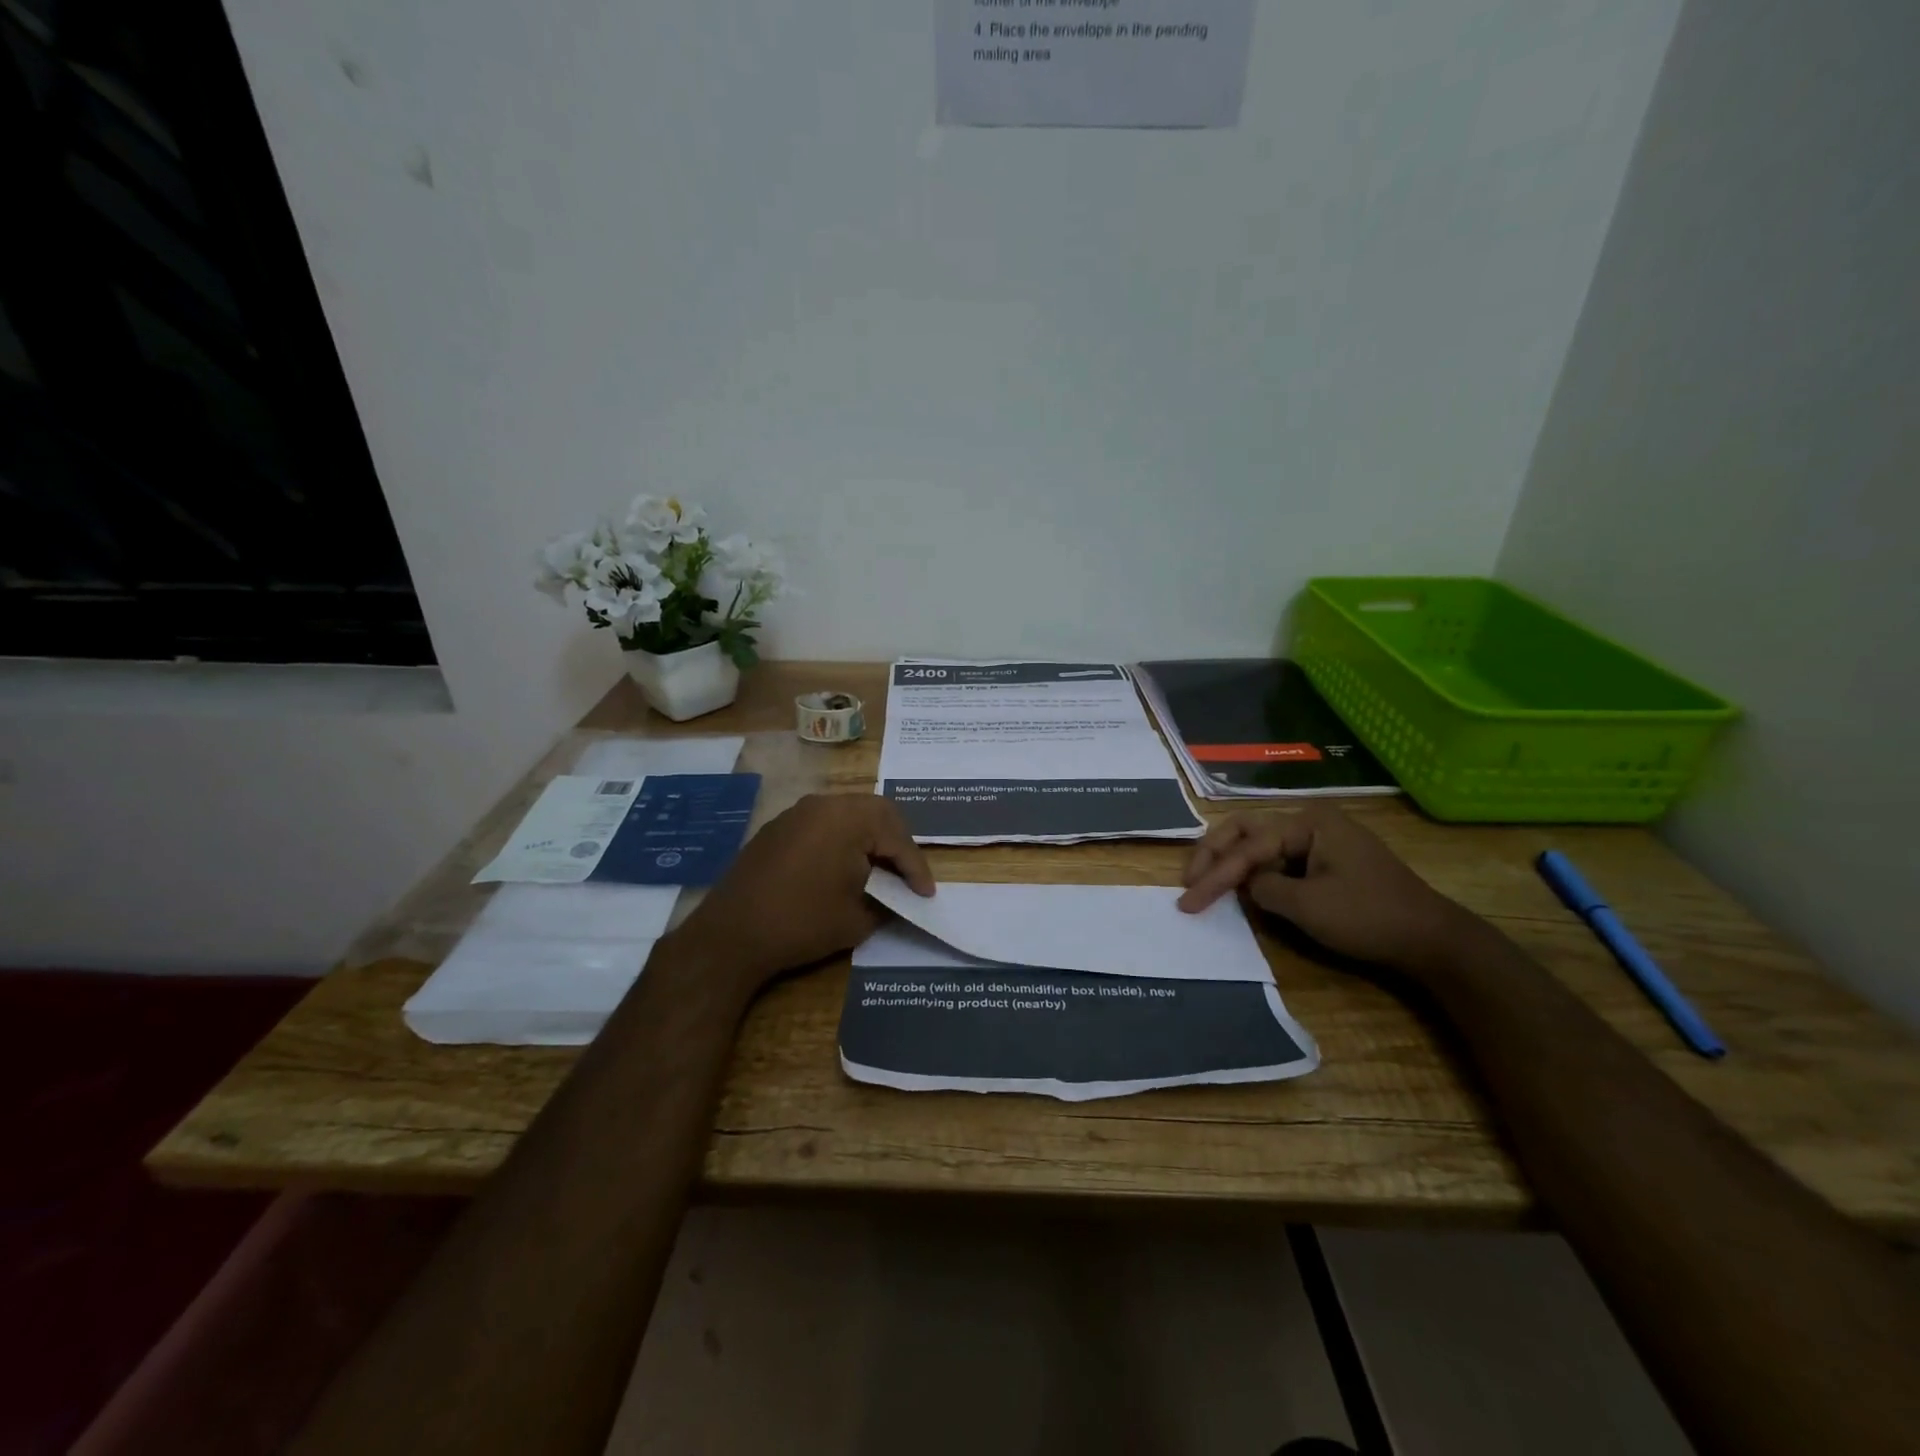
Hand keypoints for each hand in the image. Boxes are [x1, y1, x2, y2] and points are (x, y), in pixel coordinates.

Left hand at [666, 793, 934, 992]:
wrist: (731, 934)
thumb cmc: (802, 923)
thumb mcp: (858, 918)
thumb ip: (886, 901)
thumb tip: (894, 896)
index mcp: (849, 818)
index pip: (897, 838)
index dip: (916, 868)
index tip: (927, 894)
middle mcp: (824, 804)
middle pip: (876, 813)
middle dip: (896, 843)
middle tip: (906, 874)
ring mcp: (797, 813)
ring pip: (848, 814)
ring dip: (868, 838)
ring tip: (879, 870)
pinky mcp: (778, 828)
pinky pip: (822, 824)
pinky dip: (841, 841)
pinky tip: (842, 868)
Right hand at [1176, 805, 1481, 976]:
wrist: (1432, 940)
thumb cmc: (1370, 917)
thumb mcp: (1308, 907)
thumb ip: (1263, 889)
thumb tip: (1246, 884)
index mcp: (1308, 823)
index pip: (1248, 846)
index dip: (1214, 875)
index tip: (1187, 900)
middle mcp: (1311, 821)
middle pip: (1247, 830)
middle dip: (1215, 854)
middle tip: (1189, 880)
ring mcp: (1321, 840)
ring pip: (1261, 843)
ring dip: (1232, 862)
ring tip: (1205, 884)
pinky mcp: (1327, 860)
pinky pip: (1280, 859)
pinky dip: (1256, 873)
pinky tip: (1240, 887)